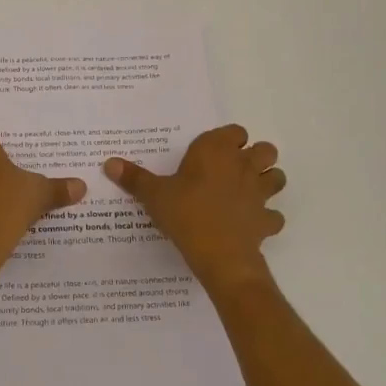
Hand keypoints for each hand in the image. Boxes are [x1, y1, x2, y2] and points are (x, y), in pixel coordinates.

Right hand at [104, 125, 285, 290]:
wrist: (219, 254)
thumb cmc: (185, 213)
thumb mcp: (153, 195)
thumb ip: (134, 178)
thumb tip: (108, 163)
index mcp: (217, 151)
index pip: (234, 131)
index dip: (227, 140)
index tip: (211, 153)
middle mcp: (243, 165)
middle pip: (265, 149)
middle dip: (255, 156)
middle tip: (232, 170)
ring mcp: (260, 193)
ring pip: (277, 177)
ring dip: (267, 181)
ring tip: (246, 192)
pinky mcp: (267, 219)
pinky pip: (273, 215)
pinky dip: (266, 218)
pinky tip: (250, 224)